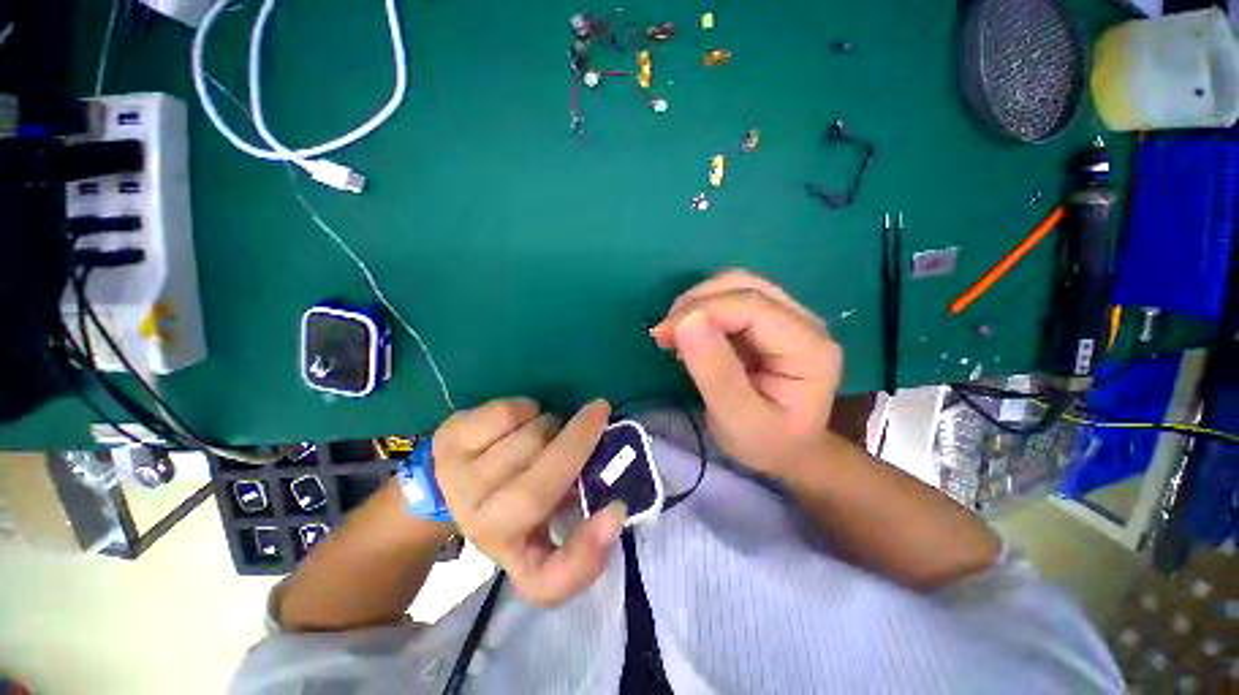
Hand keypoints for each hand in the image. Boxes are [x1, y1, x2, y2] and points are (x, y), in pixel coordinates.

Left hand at [434, 398, 627, 605]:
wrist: (450, 476)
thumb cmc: (513, 496)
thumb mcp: (548, 518)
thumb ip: (582, 522)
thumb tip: (616, 509)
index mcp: (513, 551)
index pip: (545, 581)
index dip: (585, 556)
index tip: (616, 511)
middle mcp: (481, 527)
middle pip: (533, 495)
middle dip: (577, 442)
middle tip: (599, 413)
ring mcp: (458, 482)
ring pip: (526, 441)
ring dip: (552, 424)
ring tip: (550, 429)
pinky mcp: (449, 440)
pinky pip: (506, 414)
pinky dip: (527, 408)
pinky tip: (523, 418)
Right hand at [651, 270, 843, 476]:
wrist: (787, 451)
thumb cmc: (765, 443)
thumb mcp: (737, 418)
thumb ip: (715, 370)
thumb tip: (687, 320)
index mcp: (808, 347)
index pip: (751, 305)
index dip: (702, 310)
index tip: (663, 334)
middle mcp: (805, 322)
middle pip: (744, 286)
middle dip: (696, 303)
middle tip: (665, 334)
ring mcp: (788, 317)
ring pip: (735, 286)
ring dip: (696, 304)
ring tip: (673, 334)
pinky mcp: (770, 321)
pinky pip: (731, 300)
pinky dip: (702, 311)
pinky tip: (688, 335)